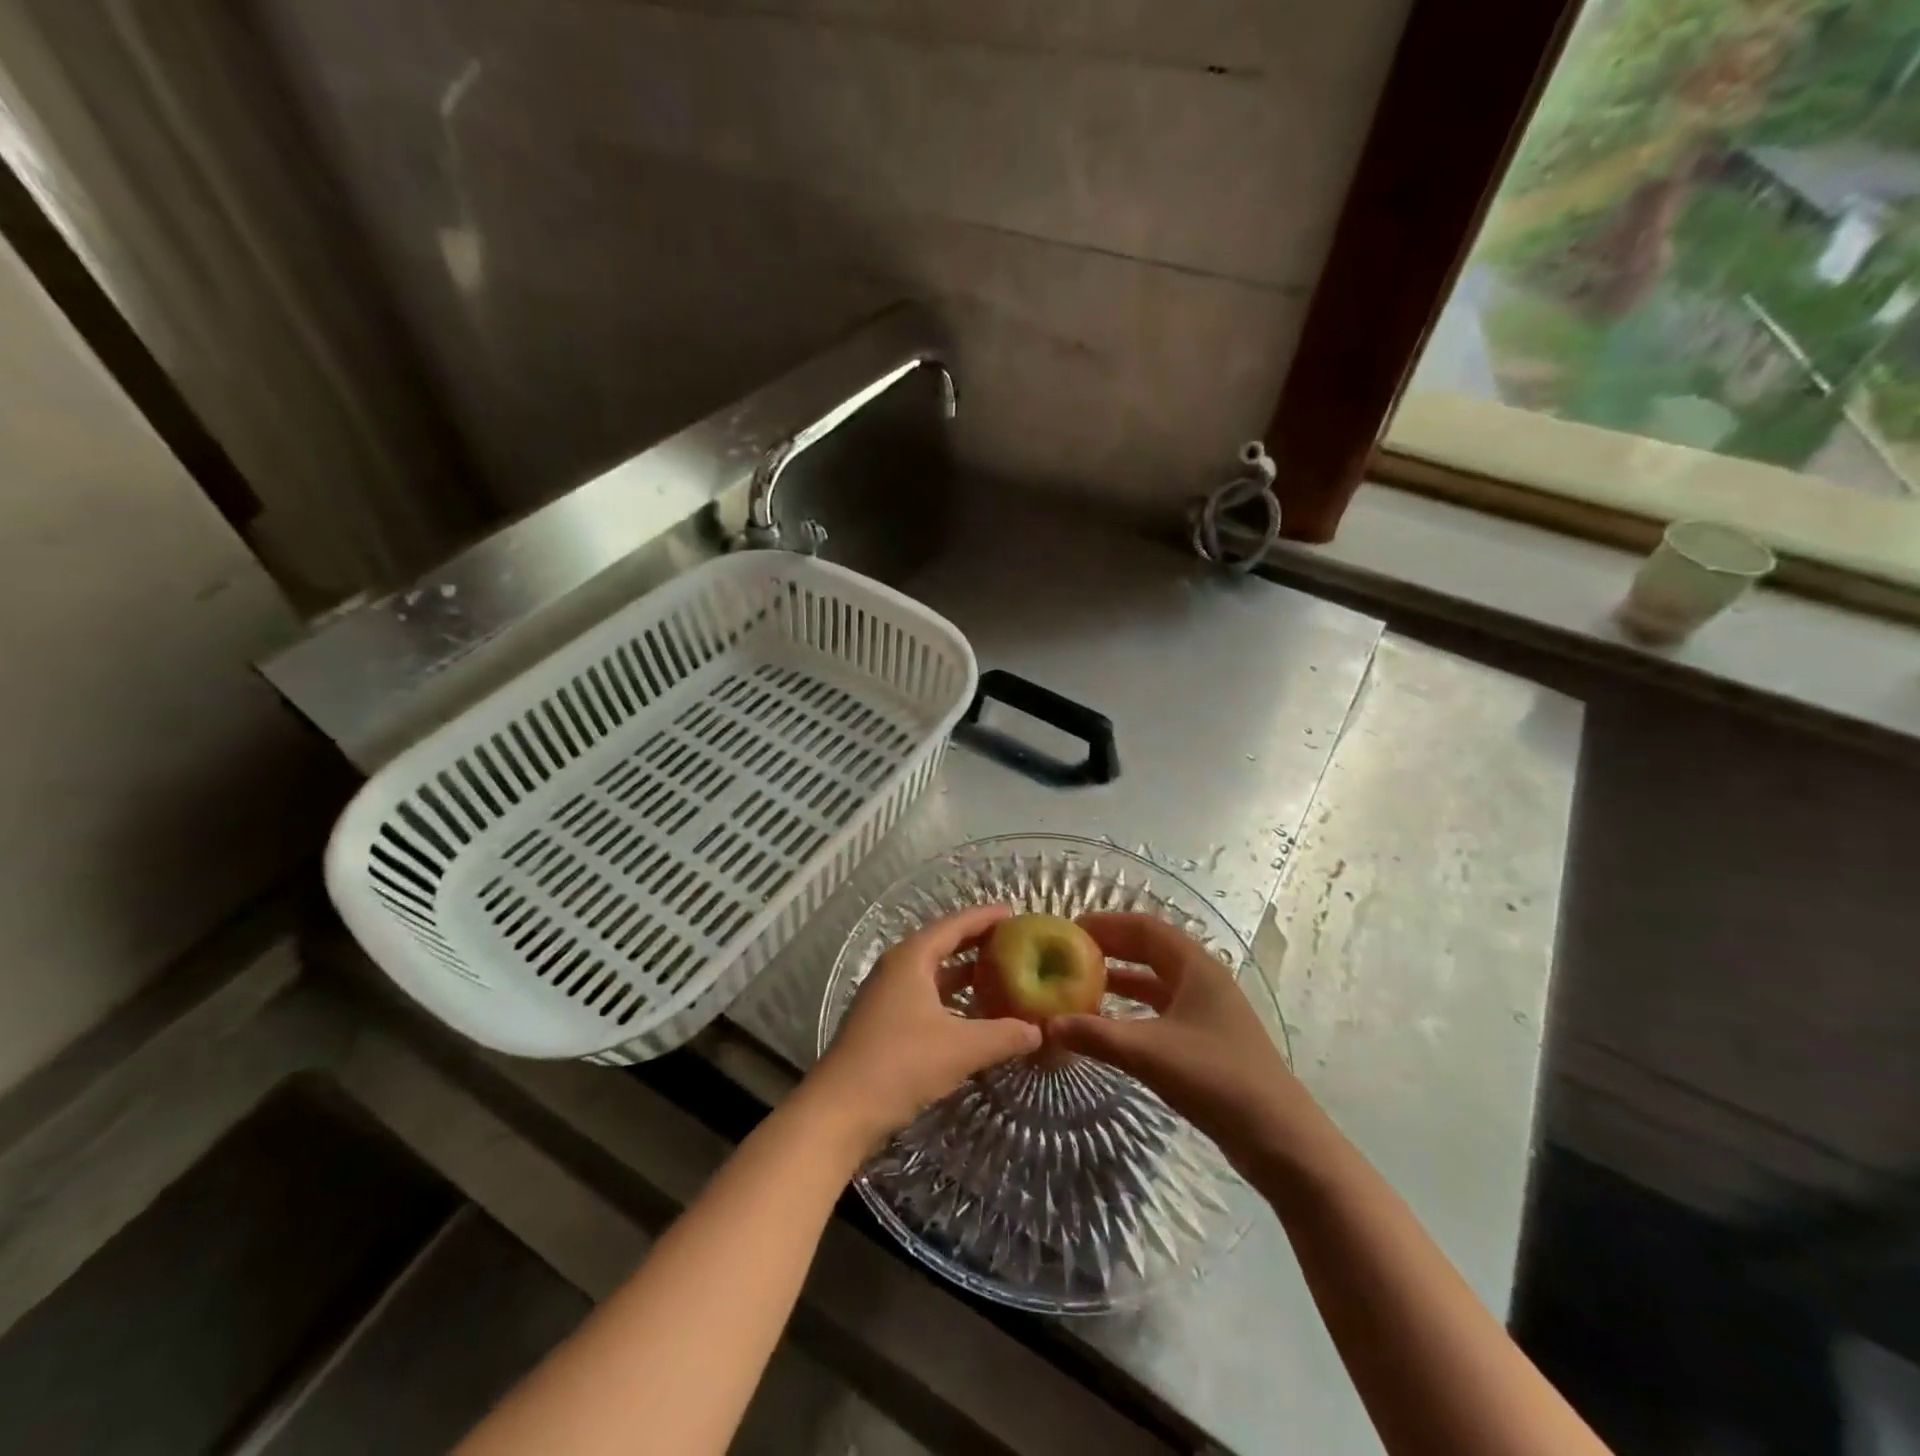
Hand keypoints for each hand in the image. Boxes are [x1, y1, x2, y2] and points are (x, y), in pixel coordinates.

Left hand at [807, 905, 1040, 1150]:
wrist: (841, 1109)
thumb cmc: (901, 1063)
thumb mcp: (961, 1048)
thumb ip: (1004, 1035)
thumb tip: (1039, 1030)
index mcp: (911, 958)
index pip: (954, 925)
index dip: (985, 917)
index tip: (1014, 912)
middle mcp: (897, 968)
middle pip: (942, 944)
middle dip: (976, 942)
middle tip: (1013, 942)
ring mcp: (887, 996)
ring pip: (933, 973)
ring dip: (964, 972)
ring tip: (1000, 974)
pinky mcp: (884, 1023)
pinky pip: (926, 996)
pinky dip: (951, 997)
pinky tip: (972, 1014)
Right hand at [1045, 913, 1306, 1170]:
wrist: (1281, 1140)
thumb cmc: (1217, 1080)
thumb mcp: (1149, 1053)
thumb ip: (1096, 1035)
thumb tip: (1045, 1024)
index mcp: (1195, 967)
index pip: (1144, 927)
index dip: (1106, 924)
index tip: (1069, 930)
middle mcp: (1202, 979)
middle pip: (1150, 950)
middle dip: (1110, 949)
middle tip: (1067, 955)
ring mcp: (1208, 1011)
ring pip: (1156, 981)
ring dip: (1120, 979)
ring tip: (1080, 985)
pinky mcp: (1208, 1040)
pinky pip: (1162, 1009)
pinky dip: (1134, 1008)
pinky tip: (1110, 1023)